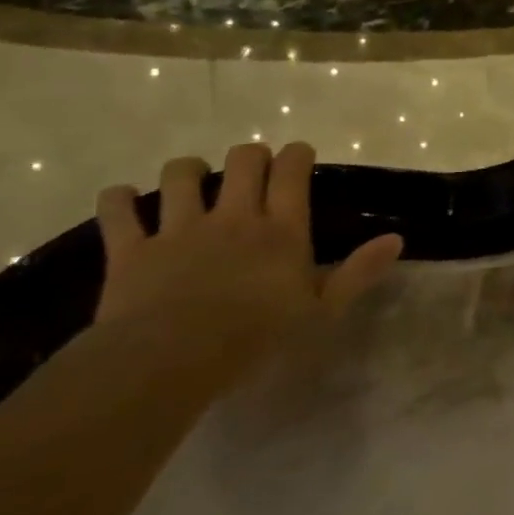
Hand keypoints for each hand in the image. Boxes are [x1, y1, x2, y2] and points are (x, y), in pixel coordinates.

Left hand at [95, 142, 402, 379]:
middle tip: (252, 169)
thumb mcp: (321, 312)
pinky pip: (119, 211)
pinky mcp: (132, 250)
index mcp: (280, 228)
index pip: (292, 170)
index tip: (298, 155)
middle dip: (250, 155)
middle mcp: (234, 216)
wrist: (171, 360)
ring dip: (187, 170)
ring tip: (190, 178)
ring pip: (181, 175)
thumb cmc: (256, 339)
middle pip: (243, 160)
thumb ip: (358, 273)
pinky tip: (122, 199)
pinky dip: (118, 200)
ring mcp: (179, 228)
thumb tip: (396, 239)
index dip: (296, 154)